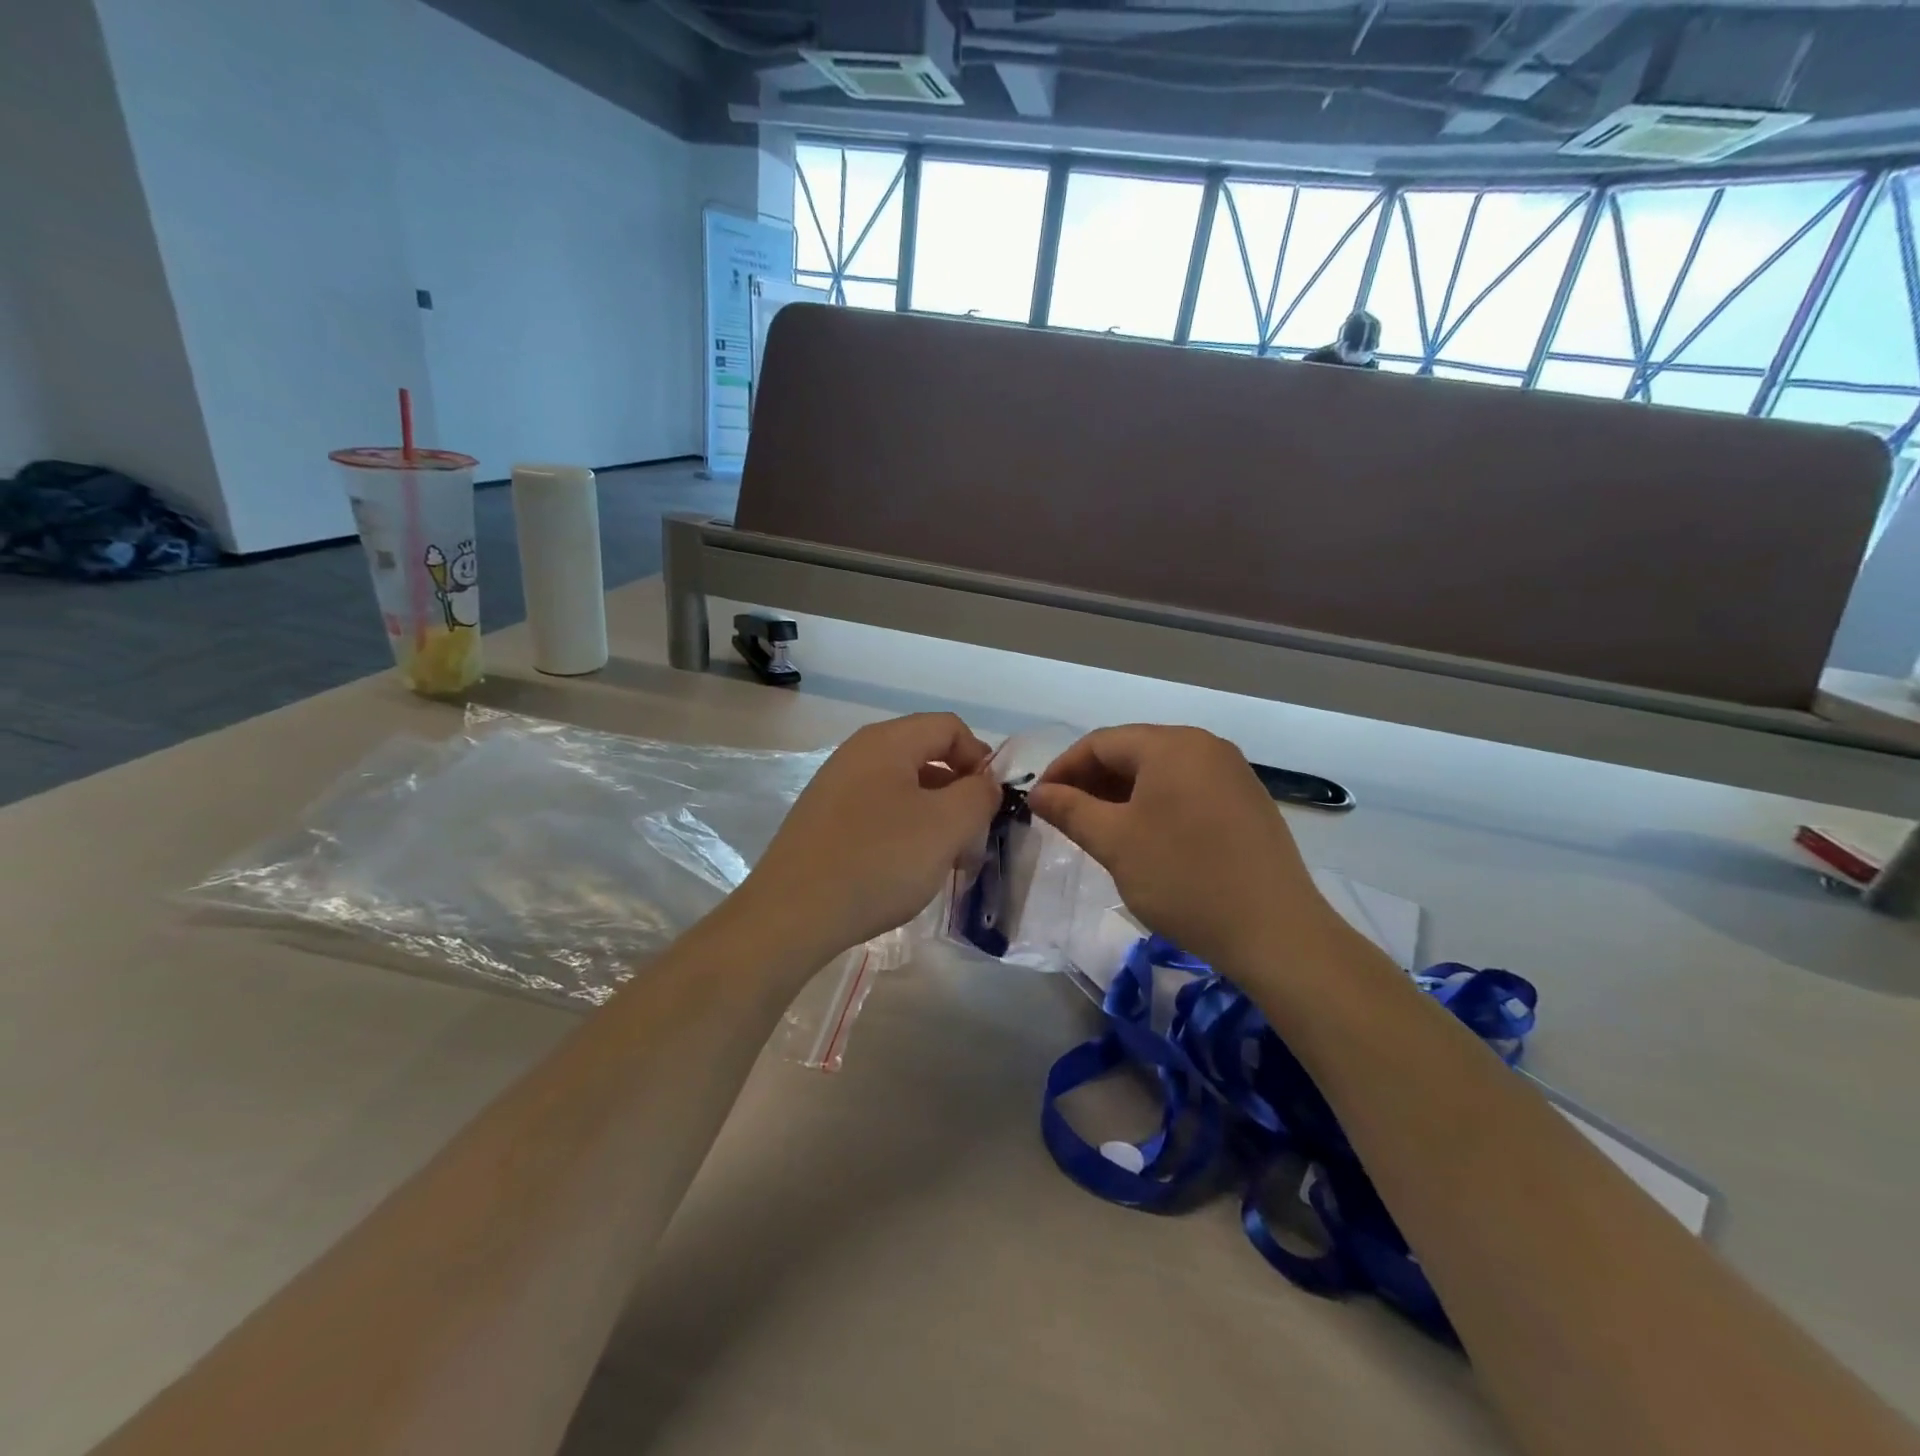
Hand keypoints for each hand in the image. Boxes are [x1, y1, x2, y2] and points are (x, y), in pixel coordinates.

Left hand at [739, 713, 1002, 960]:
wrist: (791, 915)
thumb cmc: (878, 861)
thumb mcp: (946, 826)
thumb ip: (978, 795)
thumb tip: (984, 783)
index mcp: (886, 741)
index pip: (949, 728)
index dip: (980, 758)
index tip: (992, 804)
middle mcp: (857, 754)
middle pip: (925, 756)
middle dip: (959, 792)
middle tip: (974, 835)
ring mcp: (836, 788)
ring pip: (903, 788)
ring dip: (934, 816)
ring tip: (946, 859)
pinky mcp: (823, 821)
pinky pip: (878, 812)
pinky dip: (904, 831)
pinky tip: (907, 869)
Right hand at [1029, 725, 1337, 970]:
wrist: (1275, 931)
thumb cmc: (1184, 878)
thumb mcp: (1115, 843)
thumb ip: (1071, 810)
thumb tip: (1038, 793)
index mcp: (1172, 745)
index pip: (1101, 742)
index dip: (1063, 769)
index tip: (1039, 802)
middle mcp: (1205, 746)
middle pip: (1133, 751)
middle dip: (1092, 781)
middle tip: (1065, 818)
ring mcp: (1232, 773)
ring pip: (1161, 772)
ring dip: (1122, 794)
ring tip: (1099, 829)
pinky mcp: (1247, 802)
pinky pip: (1188, 789)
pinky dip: (1156, 805)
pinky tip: (1145, 837)